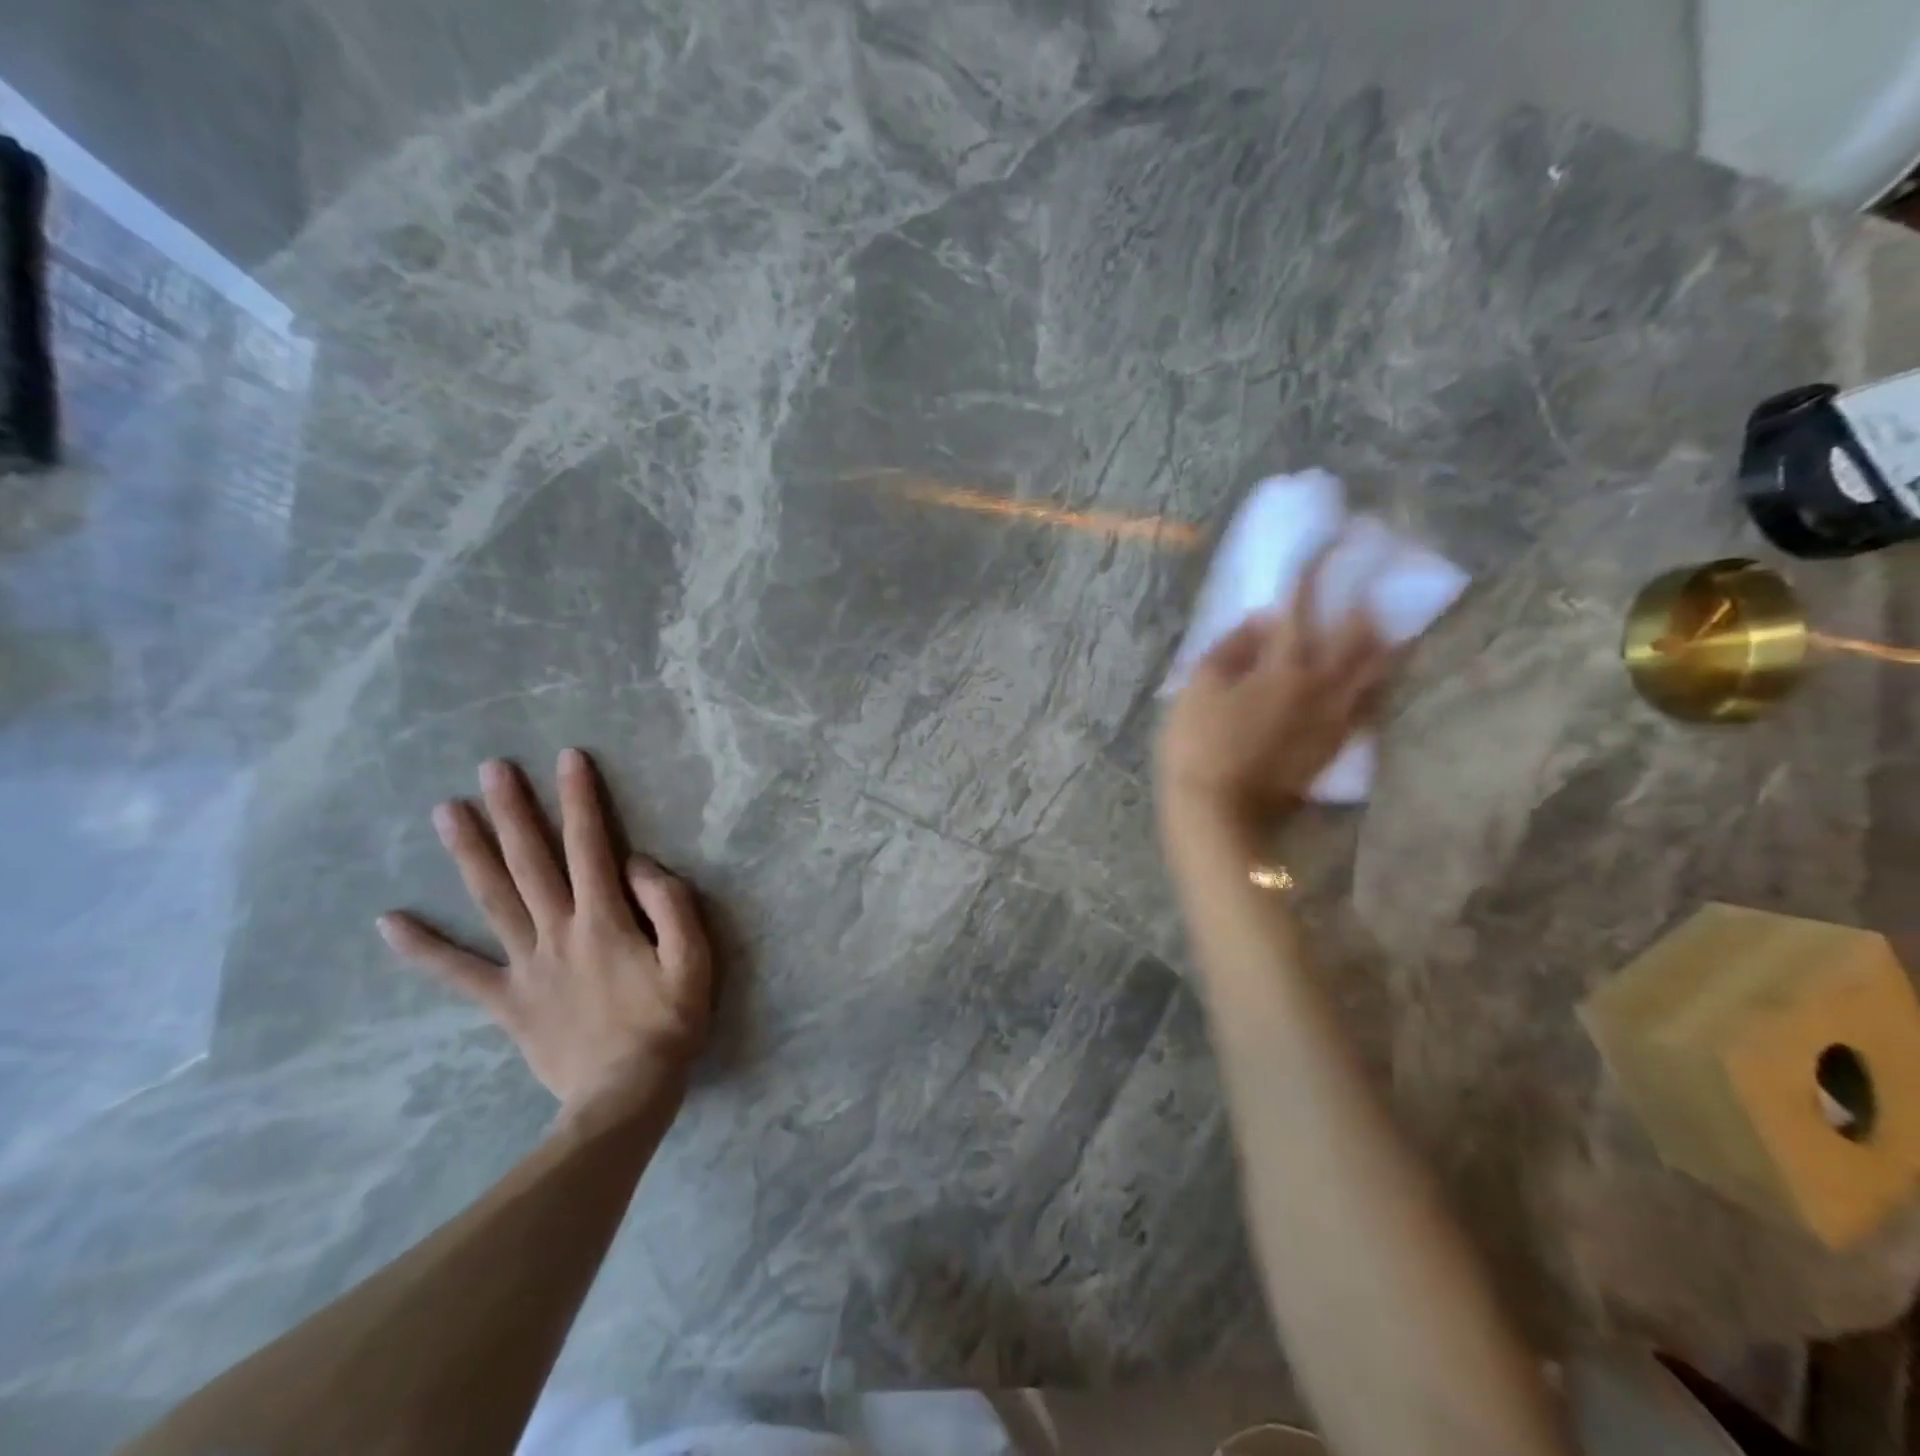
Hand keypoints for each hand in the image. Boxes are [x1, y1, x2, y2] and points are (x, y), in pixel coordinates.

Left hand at [378, 748, 713, 1110]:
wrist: (624, 1096)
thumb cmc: (668, 1024)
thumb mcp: (693, 960)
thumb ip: (671, 906)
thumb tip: (638, 865)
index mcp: (605, 919)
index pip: (591, 846)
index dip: (581, 799)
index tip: (568, 758)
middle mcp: (558, 931)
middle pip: (530, 862)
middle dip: (513, 811)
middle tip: (491, 769)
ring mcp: (526, 966)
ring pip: (492, 900)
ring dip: (469, 853)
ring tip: (445, 812)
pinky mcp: (508, 1001)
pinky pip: (460, 973)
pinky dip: (423, 948)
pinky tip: (389, 922)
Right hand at [1156, 542, 1393, 841]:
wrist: (1219, 812)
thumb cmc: (1198, 745)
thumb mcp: (1198, 688)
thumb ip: (1231, 649)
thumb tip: (1261, 620)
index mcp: (1282, 668)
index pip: (1300, 609)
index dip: (1313, 573)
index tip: (1328, 543)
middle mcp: (1319, 687)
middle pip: (1354, 638)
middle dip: (1364, 604)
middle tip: (1376, 579)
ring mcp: (1332, 719)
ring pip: (1372, 674)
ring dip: (1385, 645)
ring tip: (1395, 626)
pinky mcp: (1333, 746)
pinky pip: (1367, 709)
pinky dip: (1376, 688)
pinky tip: (1377, 682)